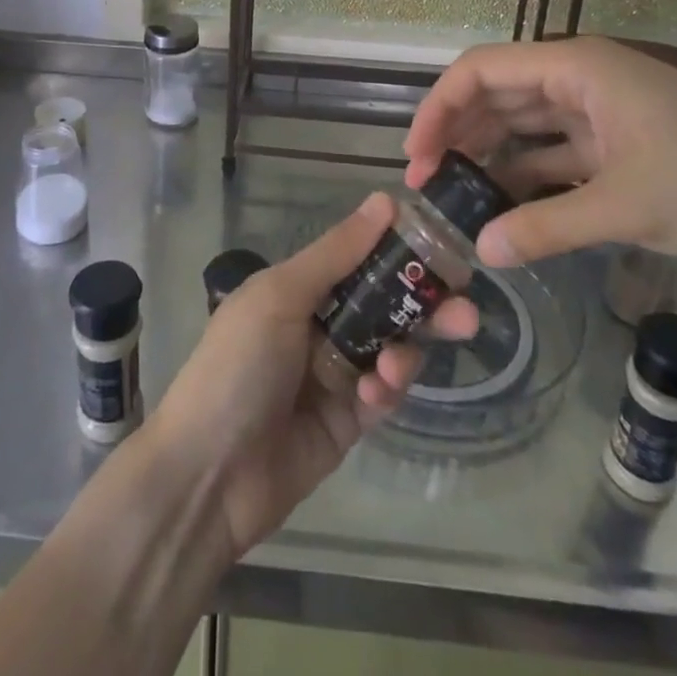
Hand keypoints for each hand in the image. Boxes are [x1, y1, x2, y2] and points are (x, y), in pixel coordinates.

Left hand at [142, 193, 477, 561]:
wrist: (209, 474)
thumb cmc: (239, 365)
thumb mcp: (280, 296)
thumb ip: (336, 253)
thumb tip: (385, 201)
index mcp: (297, 288)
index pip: (358, 258)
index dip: (397, 250)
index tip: (443, 244)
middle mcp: (317, 325)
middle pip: (383, 304)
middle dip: (423, 305)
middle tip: (467, 309)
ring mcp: (333, 375)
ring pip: (389, 348)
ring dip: (404, 350)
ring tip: (396, 363)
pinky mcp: (347, 422)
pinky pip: (382, 394)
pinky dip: (387, 388)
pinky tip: (376, 392)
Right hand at [402, 36, 676, 268]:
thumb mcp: (624, 206)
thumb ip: (546, 227)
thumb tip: (481, 250)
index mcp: (575, 67)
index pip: (482, 71)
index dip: (440, 108)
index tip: (416, 155)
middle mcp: (579, 79)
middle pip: (497, 95)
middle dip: (457, 133)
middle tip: (425, 183)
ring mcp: (599, 111)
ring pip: (523, 124)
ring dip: (488, 155)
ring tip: (455, 197)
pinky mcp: (617, 144)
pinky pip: (554, 153)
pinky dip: (527, 176)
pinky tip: (503, 207)